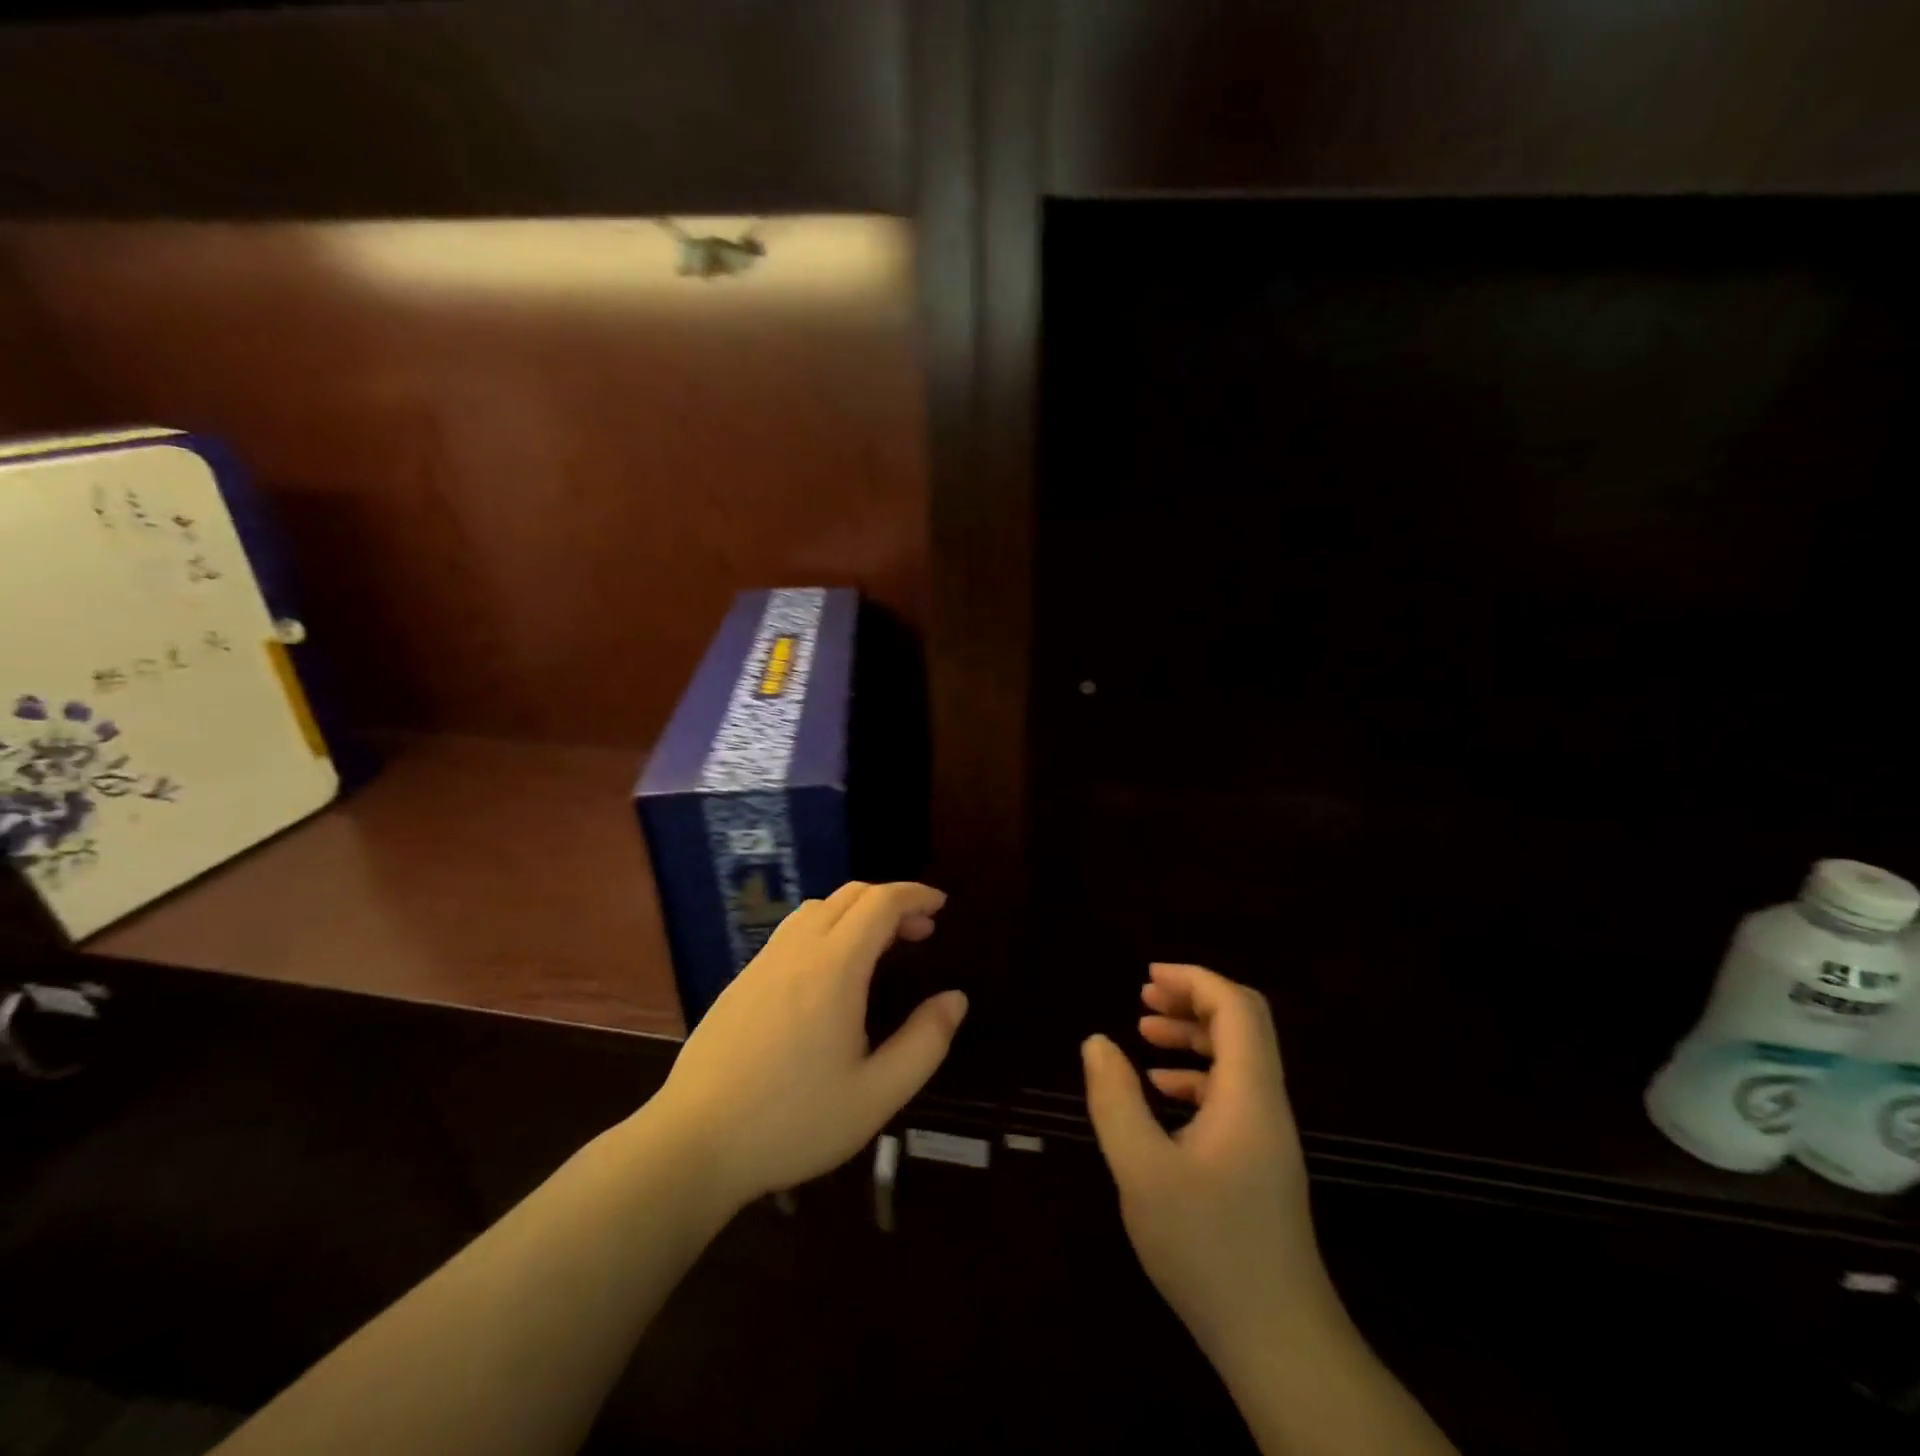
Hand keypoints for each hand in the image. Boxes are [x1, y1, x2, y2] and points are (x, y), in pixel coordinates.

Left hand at [645, 881, 966, 1207]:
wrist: (692, 1144)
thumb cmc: (792, 1122)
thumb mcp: (876, 1095)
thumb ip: (924, 1043)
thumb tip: (955, 998)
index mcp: (833, 968)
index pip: (880, 902)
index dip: (915, 895)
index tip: (942, 905)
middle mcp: (797, 950)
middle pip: (850, 895)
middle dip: (892, 901)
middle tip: (921, 931)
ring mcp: (763, 961)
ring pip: (818, 908)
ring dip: (857, 911)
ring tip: (880, 946)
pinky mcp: (742, 980)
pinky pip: (792, 930)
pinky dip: (827, 927)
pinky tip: (831, 970)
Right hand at [1081, 963, 1337, 1359]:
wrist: (1278, 1342)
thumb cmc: (1207, 1248)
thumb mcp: (1142, 1170)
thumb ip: (1114, 1099)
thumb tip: (1096, 1041)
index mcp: (1248, 1094)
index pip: (1236, 1007)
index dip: (1195, 979)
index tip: (1147, 976)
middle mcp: (1266, 1104)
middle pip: (1243, 1024)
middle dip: (1193, 999)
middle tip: (1144, 996)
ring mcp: (1268, 1135)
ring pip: (1238, 1059)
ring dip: (1194, 1035)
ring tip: (1145, 1032)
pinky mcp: (1261, 1163)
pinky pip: (1232, 1095)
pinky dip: (1196, 1077)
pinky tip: (1160, 1093)